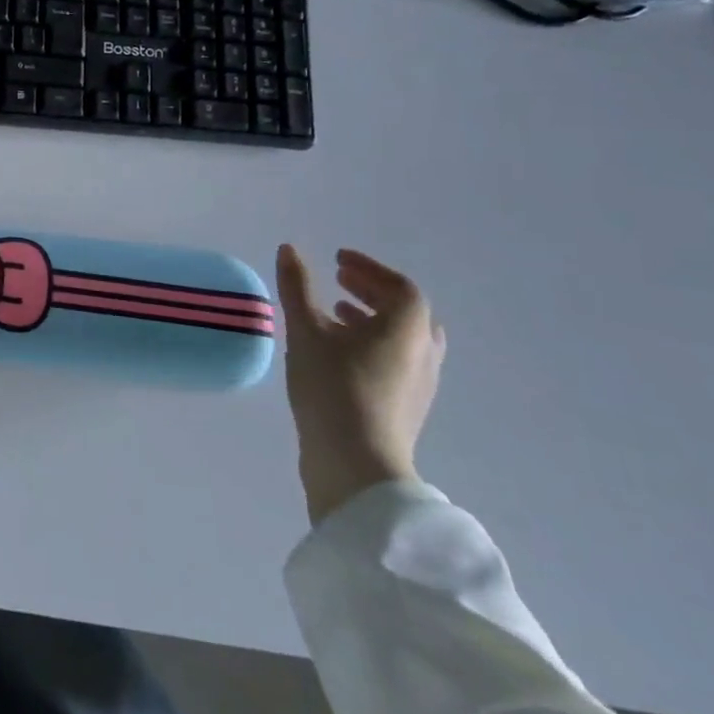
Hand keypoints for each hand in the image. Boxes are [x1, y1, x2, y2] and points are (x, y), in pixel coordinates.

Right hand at [274, 245, 445, 524]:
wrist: (356, 464)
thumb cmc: (333, 387)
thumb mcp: (306, 330)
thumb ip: (298, 287)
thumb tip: (289, 249)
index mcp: (407, 328)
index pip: (398, 286)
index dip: (368, 268)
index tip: (337, 259)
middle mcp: (423, 352)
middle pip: (405, 311)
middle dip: (371, 291)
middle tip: (338, 281)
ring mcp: (420, 383)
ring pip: (401, 339)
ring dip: (370, 319)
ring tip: (334, 314)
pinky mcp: (406, 406)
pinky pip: (395, 360)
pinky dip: (371, 344)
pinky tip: (337, 353)